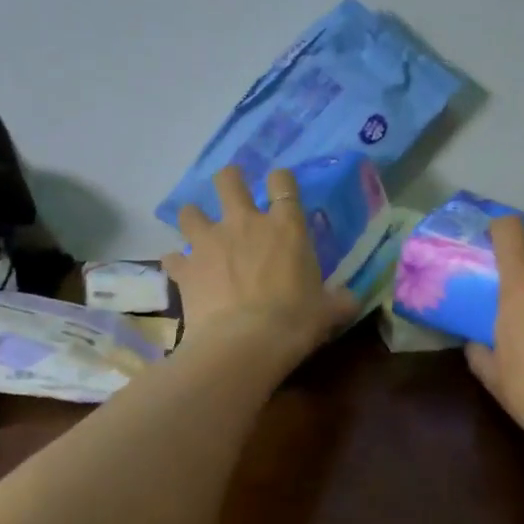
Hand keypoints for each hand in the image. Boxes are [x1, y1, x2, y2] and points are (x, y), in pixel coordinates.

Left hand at [165, 165, 356, 369]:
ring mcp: (210, 243)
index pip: (283, 183)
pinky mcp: (186, 269)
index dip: (281, 179)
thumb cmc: (296, 321)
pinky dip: (177, 264)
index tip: (280, 184)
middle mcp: (244, 223)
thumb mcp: (329, 311)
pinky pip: (173, 258)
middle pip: (228, 180)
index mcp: (285, 227)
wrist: (247, 343)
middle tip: (231, 191)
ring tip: (199, 232)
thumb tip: (350, 301)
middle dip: (229, 180)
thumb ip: (339, 300)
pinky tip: (183, 273)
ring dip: (194, 219)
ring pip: (189, 212)